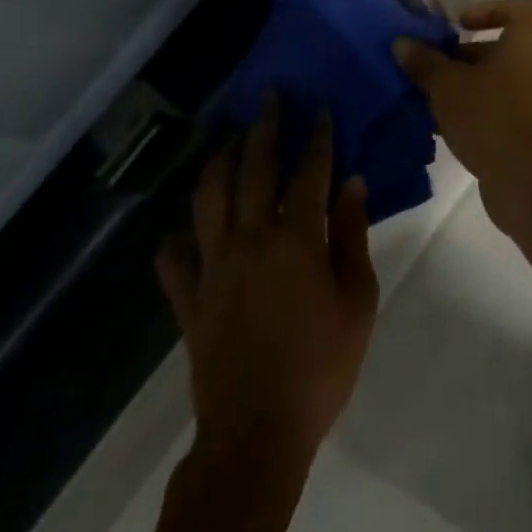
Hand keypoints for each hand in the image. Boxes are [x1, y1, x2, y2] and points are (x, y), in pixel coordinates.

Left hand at [156, 104, 378, 468]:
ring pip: (208, 197)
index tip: (320, 110)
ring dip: (219, 161)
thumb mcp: (357, 301)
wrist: (257, 433)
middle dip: (264, 128)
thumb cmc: (320, 366)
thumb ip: (352, 235)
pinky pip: (174, 258)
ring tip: (229, 140)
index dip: (316, 138)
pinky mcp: (189, 297)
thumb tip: (351, 182)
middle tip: (269, 98)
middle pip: (254, 169)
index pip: (307, 173)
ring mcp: (212, 266)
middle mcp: (249, 239)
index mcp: (295, 239)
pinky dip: (178, 237)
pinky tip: (188, 228)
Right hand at [395, 0, 531, 233]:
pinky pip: (502, 113)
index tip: (460, 25)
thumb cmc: (491, 118)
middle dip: (464, 57)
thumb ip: (424, 62)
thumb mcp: (447, 87)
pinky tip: (445, 131)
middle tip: (432, 69)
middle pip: (503, 50)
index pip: (522, 9)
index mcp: (527, 46)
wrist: (530, 185)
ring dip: (467, 89)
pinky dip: (477, 115)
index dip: (491, 9)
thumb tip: (402, 42)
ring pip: (499, 84)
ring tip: (431, 102)